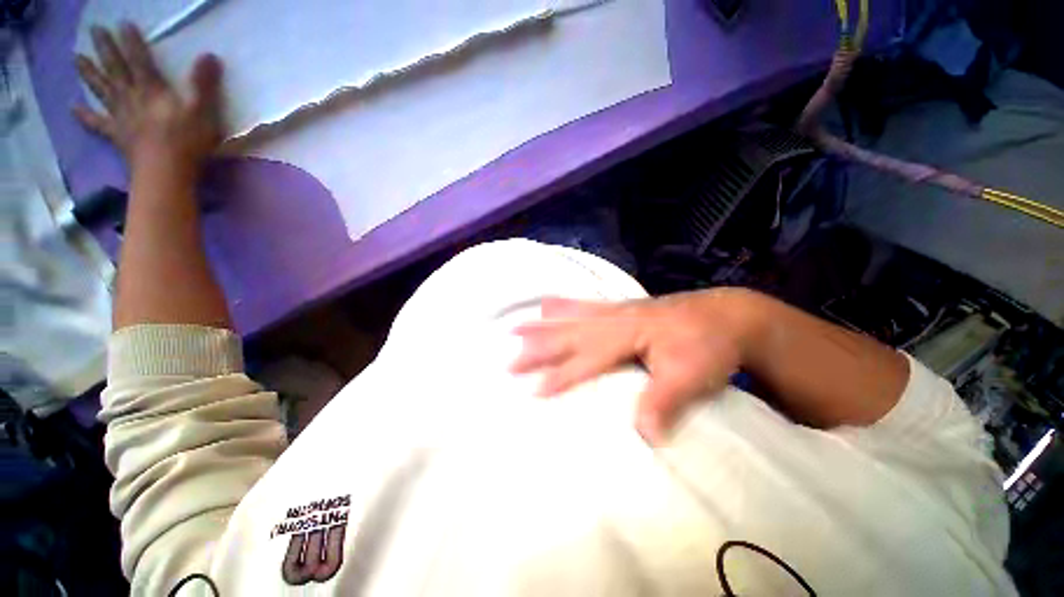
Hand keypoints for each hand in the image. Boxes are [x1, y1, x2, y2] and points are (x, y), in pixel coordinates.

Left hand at [74, 23, 224, 171]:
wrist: (165, 173)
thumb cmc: (188, 142)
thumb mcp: (203, 111)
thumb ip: (204, 84)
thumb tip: (210, 56)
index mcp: (151, 90)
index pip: (140, 59)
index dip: (132, 41)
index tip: (123, 24)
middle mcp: (131, 97)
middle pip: (115, 69)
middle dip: (105, 49)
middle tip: (95, 30)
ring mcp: (120, 116)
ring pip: (101, 90)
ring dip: (88, 73)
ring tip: (76, 58)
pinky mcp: (116, 135)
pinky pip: (97, 123)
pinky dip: (84, 115)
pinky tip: (73, 108)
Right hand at [511, 289, 757, 443]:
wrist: (728, 314)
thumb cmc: (709, 345)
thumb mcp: (693, 376)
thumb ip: (663, 401)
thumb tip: (641, 434)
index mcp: (628, 335)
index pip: (587, 358)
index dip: (561, 374)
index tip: (533, 389)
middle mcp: (615, 320)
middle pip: (569, 334)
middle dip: (538, 347)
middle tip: (509, 357)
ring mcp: (616, 311)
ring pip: (571, 317)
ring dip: (543, 324)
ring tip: (517, 326)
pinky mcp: (620, 308)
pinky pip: (584, 305)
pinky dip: (563, 305)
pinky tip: (549, 303)